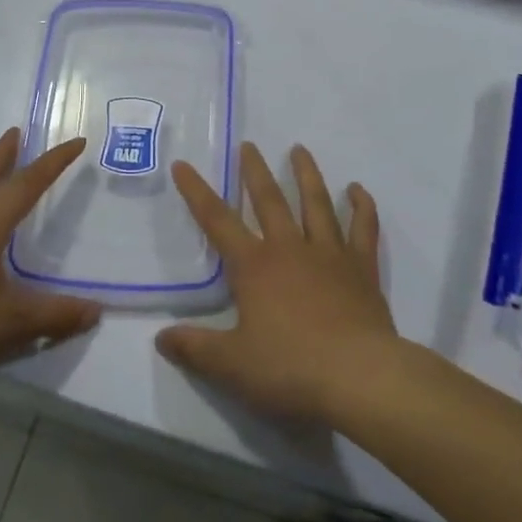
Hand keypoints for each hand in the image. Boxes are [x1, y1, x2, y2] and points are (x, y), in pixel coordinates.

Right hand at [158, 142, 397, 424]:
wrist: (359, 376)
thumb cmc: (291, 368)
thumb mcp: (232, 365)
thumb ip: (195, 348)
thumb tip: (160, 338)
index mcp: (254, 266)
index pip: (217, 221)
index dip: (197, 192)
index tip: (183, 165)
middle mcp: (290, 249)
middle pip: (269, 200)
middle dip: (254, 171)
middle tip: (248, 145)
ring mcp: (329, 254)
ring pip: (315, 203)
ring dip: (306, 175)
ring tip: (299, 150)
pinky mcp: (362, 268)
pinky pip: (362, 229)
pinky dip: (361, 207)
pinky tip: (357, 190)